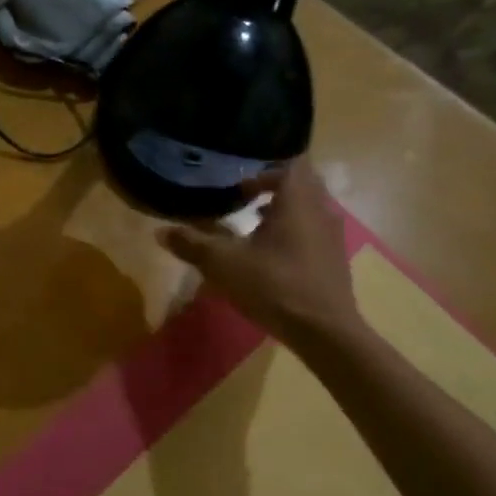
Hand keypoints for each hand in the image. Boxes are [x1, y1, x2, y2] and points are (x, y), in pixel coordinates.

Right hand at [158, 159, 364, 346]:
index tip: (239, 185)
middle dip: (271, 187)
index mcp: (298, 200)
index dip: (263, 169)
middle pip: (300, 184)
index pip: (289, 164)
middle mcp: (321, 210)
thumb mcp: (222, 263)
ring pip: (308, 208)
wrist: (324, 332)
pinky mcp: (335, 259)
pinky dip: (292, 232)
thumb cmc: (273, 286)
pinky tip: (269, 256)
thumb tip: (160, 231)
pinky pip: (313, 231)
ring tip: (252, 225)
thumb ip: (192, 244)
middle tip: (242, 199)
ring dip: (282, 210)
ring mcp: (332, 235)